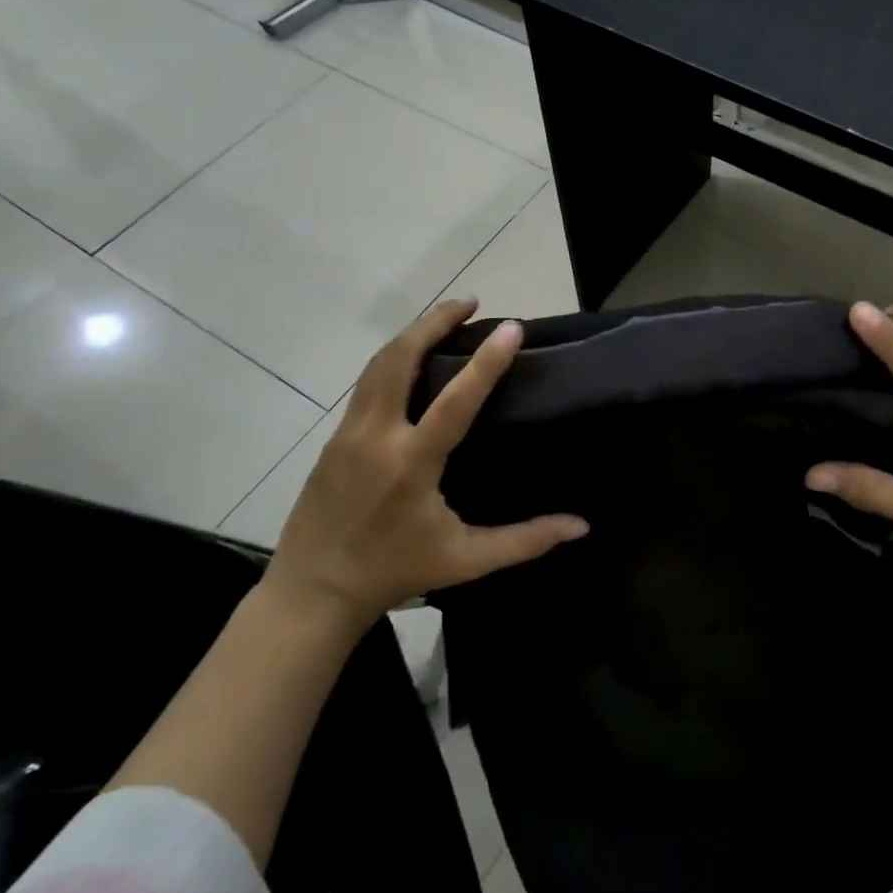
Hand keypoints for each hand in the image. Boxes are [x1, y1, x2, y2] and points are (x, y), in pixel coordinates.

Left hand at [268, 298, 588, 633]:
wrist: (312, 591)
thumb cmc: (396, 572)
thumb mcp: (466, 560)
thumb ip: (526, 540)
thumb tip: (580, 526)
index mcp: (411, 464)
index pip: (454, 401)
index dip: (486, 362)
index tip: (511, 326)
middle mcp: (375, 437)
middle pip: (399, 360)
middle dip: (434, 322)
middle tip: (470, 301)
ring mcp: (348, 433)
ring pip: (377, 365)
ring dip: (411, 334)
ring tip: (445, 317)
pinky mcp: (334, 438)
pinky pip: (366, 384)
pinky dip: (392, 359)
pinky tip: (412, 359)